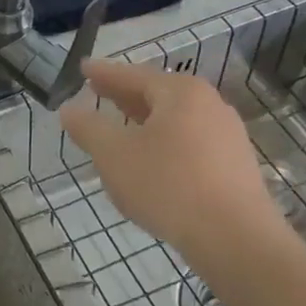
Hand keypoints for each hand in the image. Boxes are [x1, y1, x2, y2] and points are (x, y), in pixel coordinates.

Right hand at [60, 58, 287, 266]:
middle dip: (124, 95)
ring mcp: (226, 135)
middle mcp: (208, 105)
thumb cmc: (167, 184)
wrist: (235, 238)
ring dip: (143, 120)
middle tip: (96, 91)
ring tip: (119, 126)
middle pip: (157, 93)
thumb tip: (70, 109)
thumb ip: (88, 127)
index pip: (132, 75)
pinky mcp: (233, 165)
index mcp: (180, 93)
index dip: (103, 73)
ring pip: (174, 119)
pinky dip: (162, 141)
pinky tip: (149, 160)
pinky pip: (188, 141)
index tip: (82, 68)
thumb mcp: (113, 154)